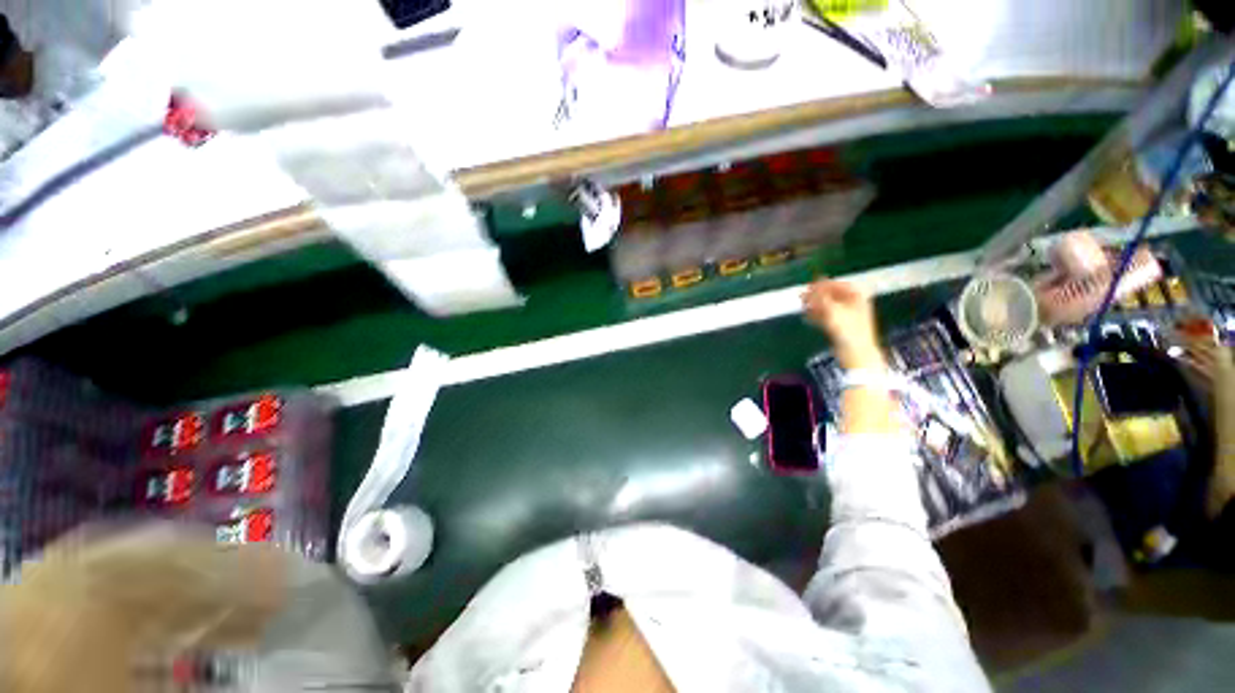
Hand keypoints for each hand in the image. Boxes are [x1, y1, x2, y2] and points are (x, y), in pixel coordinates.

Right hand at [802, 280, 883, 369]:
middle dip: (816, 296)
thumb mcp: (833, 310)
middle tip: (802, 296)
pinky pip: (827, 317)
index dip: (823, 284)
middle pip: (832, 295)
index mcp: (858, 297)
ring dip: (814, 306)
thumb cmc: (847, 330)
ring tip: (802, 306)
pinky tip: (807, 317)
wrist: (856, 354)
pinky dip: (817, 316)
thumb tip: (814, 282)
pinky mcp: (842, 327)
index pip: (838, 285)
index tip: (809, 286)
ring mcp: (848, 317)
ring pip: (828, 307)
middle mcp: (855, 304)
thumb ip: (822, 296)